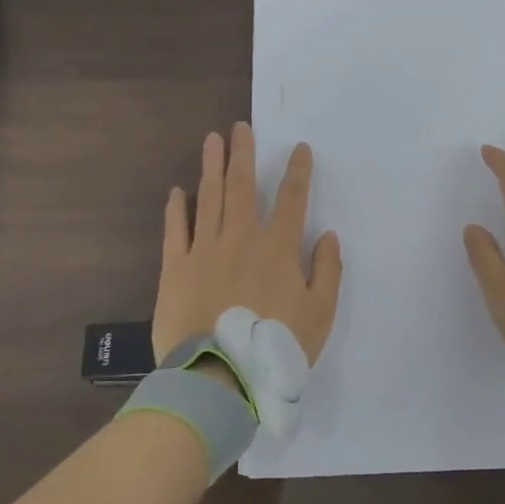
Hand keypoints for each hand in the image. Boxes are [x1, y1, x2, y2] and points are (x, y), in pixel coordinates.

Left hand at [151, 123, 343, 365]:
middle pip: (242, 187)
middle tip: (241, 127)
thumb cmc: (276, 347)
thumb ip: (327, 271)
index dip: (298, 171)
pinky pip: (176, 230)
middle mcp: (241, 238)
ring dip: (211, 167)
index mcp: (278, 249)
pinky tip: (177, 191)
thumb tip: (328, 235)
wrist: (220, 376)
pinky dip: (177, 208)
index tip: (300, 148)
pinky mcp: (176, 268)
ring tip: (212, 140)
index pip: (292, 199)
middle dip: (243, 154)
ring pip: (208, 198)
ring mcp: (205, 250)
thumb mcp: (320, 315)